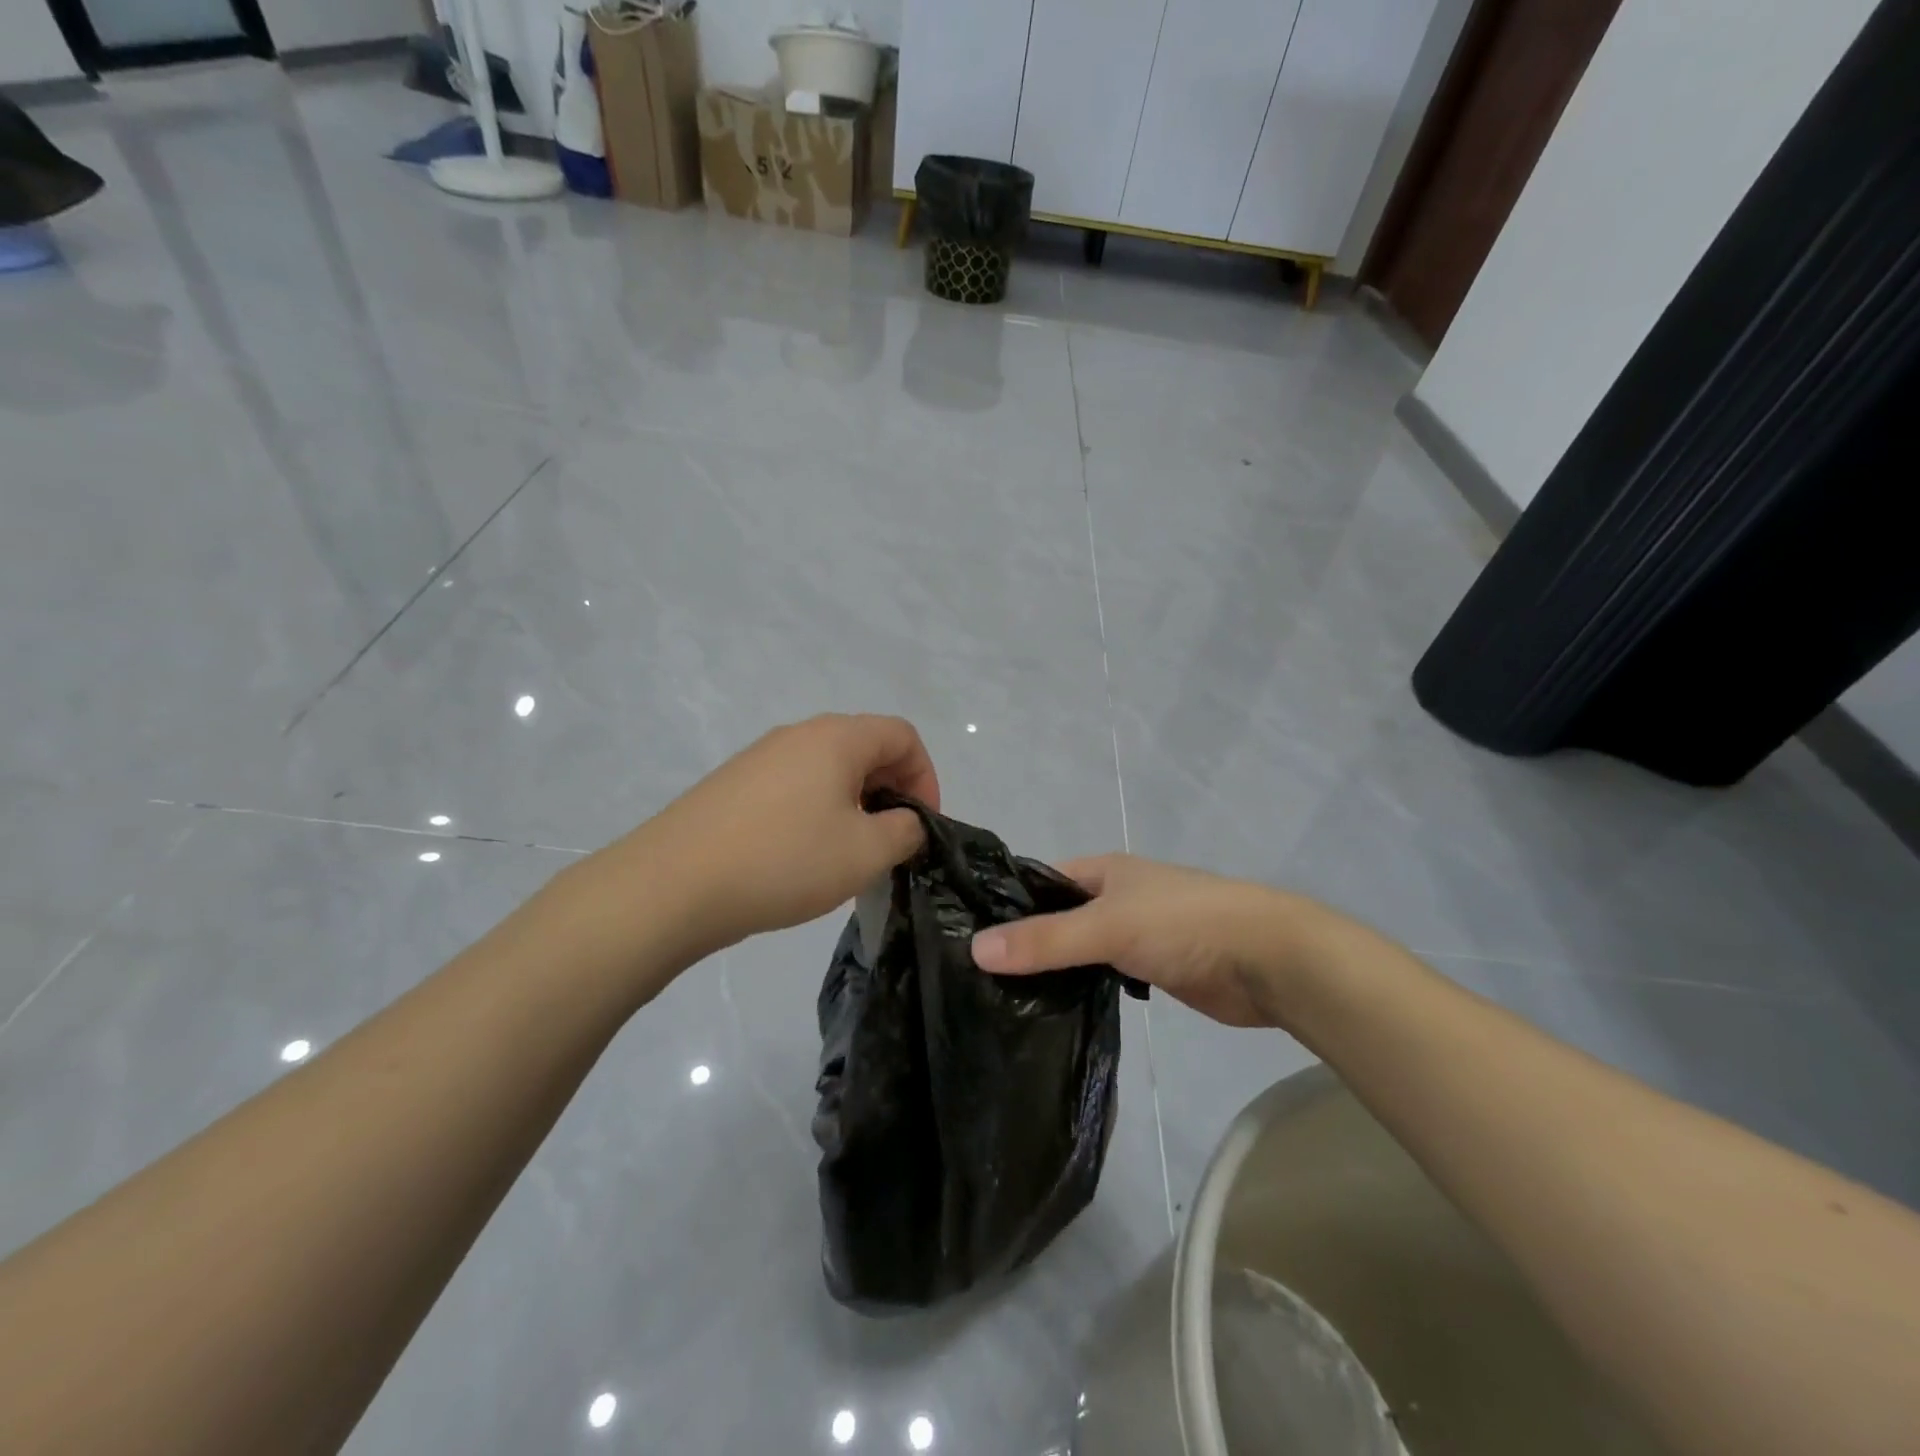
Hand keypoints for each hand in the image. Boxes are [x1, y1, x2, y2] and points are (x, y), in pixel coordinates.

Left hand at [640, 714, 939, 956]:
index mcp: (836, 738)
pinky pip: (794, 786)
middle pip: (865, 747)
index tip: (921, 825)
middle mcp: (798, 734)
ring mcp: (760, 757)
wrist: (672, 885)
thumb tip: (906, 821)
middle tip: (891, 841)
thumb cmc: (784, 861)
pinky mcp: (733, 785)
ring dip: (854, 803)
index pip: (902, 735)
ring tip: (849, 853)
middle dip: (891, 790)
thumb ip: (905, 831)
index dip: (926, 777)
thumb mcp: (865, 853)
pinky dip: (817, 811)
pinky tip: (802, 856)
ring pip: (828, 768)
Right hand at [969, 854, 1343, 1028]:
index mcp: (1104, 872)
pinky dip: (1082, 988)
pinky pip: (1104, 976)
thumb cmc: (1183, 924)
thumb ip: (1045, 941)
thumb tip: (975, 948)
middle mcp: (1116, 898)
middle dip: (1026, 942)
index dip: (1006, 904)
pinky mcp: (1153, 971)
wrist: (1267, 959)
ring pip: (1081, 950)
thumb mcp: (1107, 927)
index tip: (966, 935)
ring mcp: (1136, 935)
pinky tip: (1053, 1011)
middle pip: (1058, 918)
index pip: (1040, 882)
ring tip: (1003, 998)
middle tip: (977, 976)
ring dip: (1053, 969)